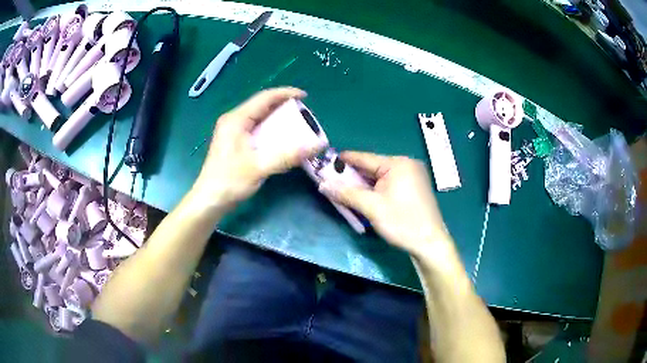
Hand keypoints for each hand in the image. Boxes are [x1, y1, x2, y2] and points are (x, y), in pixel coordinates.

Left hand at [191, 87, 323, 210]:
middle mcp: (233, 121)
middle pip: (261, 106)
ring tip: (296, 124)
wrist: (209, 200)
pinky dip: (270, 129)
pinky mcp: (234, 142)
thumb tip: (317, 145)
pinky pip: (256, 128)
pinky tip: (281, 138)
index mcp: (236, 120)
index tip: (304, 96)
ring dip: (277, 118)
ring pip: (259, 117)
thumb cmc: (230, 181)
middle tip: (303, 113)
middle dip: (283, 106)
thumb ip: (287, 156)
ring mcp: (232, 131)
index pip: (264, 98)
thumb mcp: (259, 167)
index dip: (285, 94)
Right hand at [319, 151, 450, 256]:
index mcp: (398, 164)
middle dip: (353, 176)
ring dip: (363, 185)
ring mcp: (413, 176)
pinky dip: (376, 190)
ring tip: (345, 190)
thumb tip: (322, 185)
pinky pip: (389, 184)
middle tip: (332, 181)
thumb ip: (346, 194)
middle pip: (373, 167)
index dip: (344, 160)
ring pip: (380, 177)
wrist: (430, 244)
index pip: (364, 158)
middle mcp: (407, 165)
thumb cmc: (402, 222)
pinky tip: (364, 197)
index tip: (326, 161)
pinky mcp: (414, 188)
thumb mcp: (371, 207)